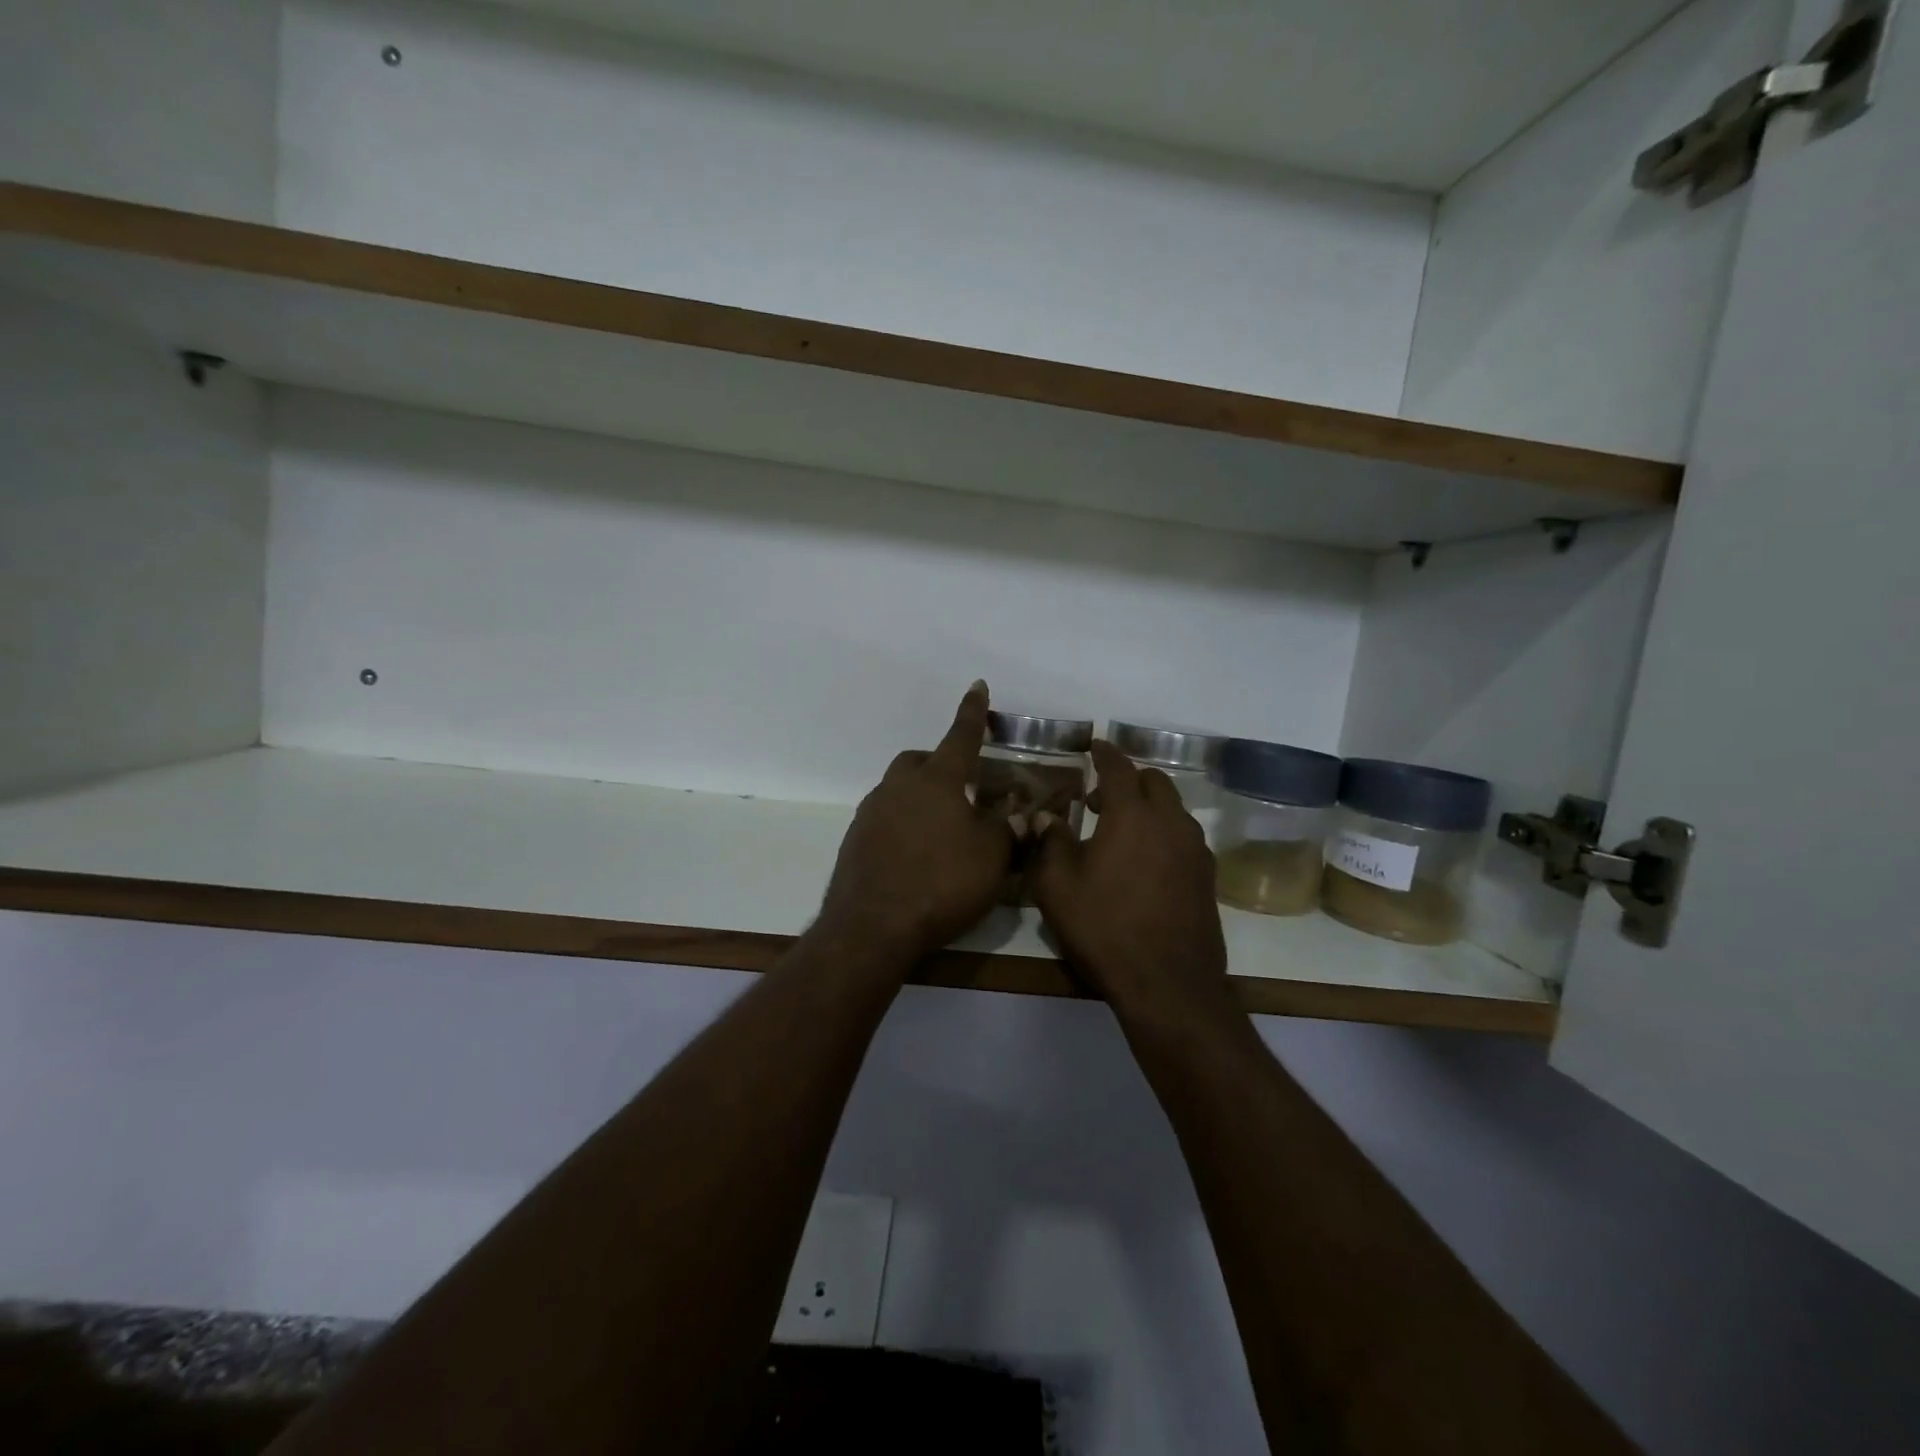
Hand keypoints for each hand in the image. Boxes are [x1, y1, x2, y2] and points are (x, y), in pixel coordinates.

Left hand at [815, 681, 1013, 963]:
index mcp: (937, 782)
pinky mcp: (855, 842)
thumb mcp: (991, 857)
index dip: (972, 713)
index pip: (960, 737)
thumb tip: (1021, 817)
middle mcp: (898, 788)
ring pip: (897, 790)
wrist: (872, 927)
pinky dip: (902, 824)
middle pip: (919, 761)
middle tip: (962, 787)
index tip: (977, 686)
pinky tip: (916, 853)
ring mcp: (871, 814)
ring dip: (919, 796)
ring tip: (941, 826)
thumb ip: (1009, 831)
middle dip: (940, 763)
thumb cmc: (942, 883)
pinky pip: (884, 819)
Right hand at [1030, 742, 1235, 1034]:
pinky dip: (1164, 832)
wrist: (1167, 983)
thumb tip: (1045, 817)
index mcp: (1132, 815)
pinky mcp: (1207, 876)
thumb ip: (1050, 842)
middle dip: (1127, 779)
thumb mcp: (1057, 886)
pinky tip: (1146, 861)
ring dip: (1147, 806)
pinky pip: (1184, 836)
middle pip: (1153, 781)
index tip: (1094, 745)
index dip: (1104, 753)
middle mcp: (1170, 822)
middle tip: (1097, 800)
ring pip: (1173, 808)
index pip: (1118, 767)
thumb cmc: (1104, 928)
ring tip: (1121, 830)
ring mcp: (1195, 849)